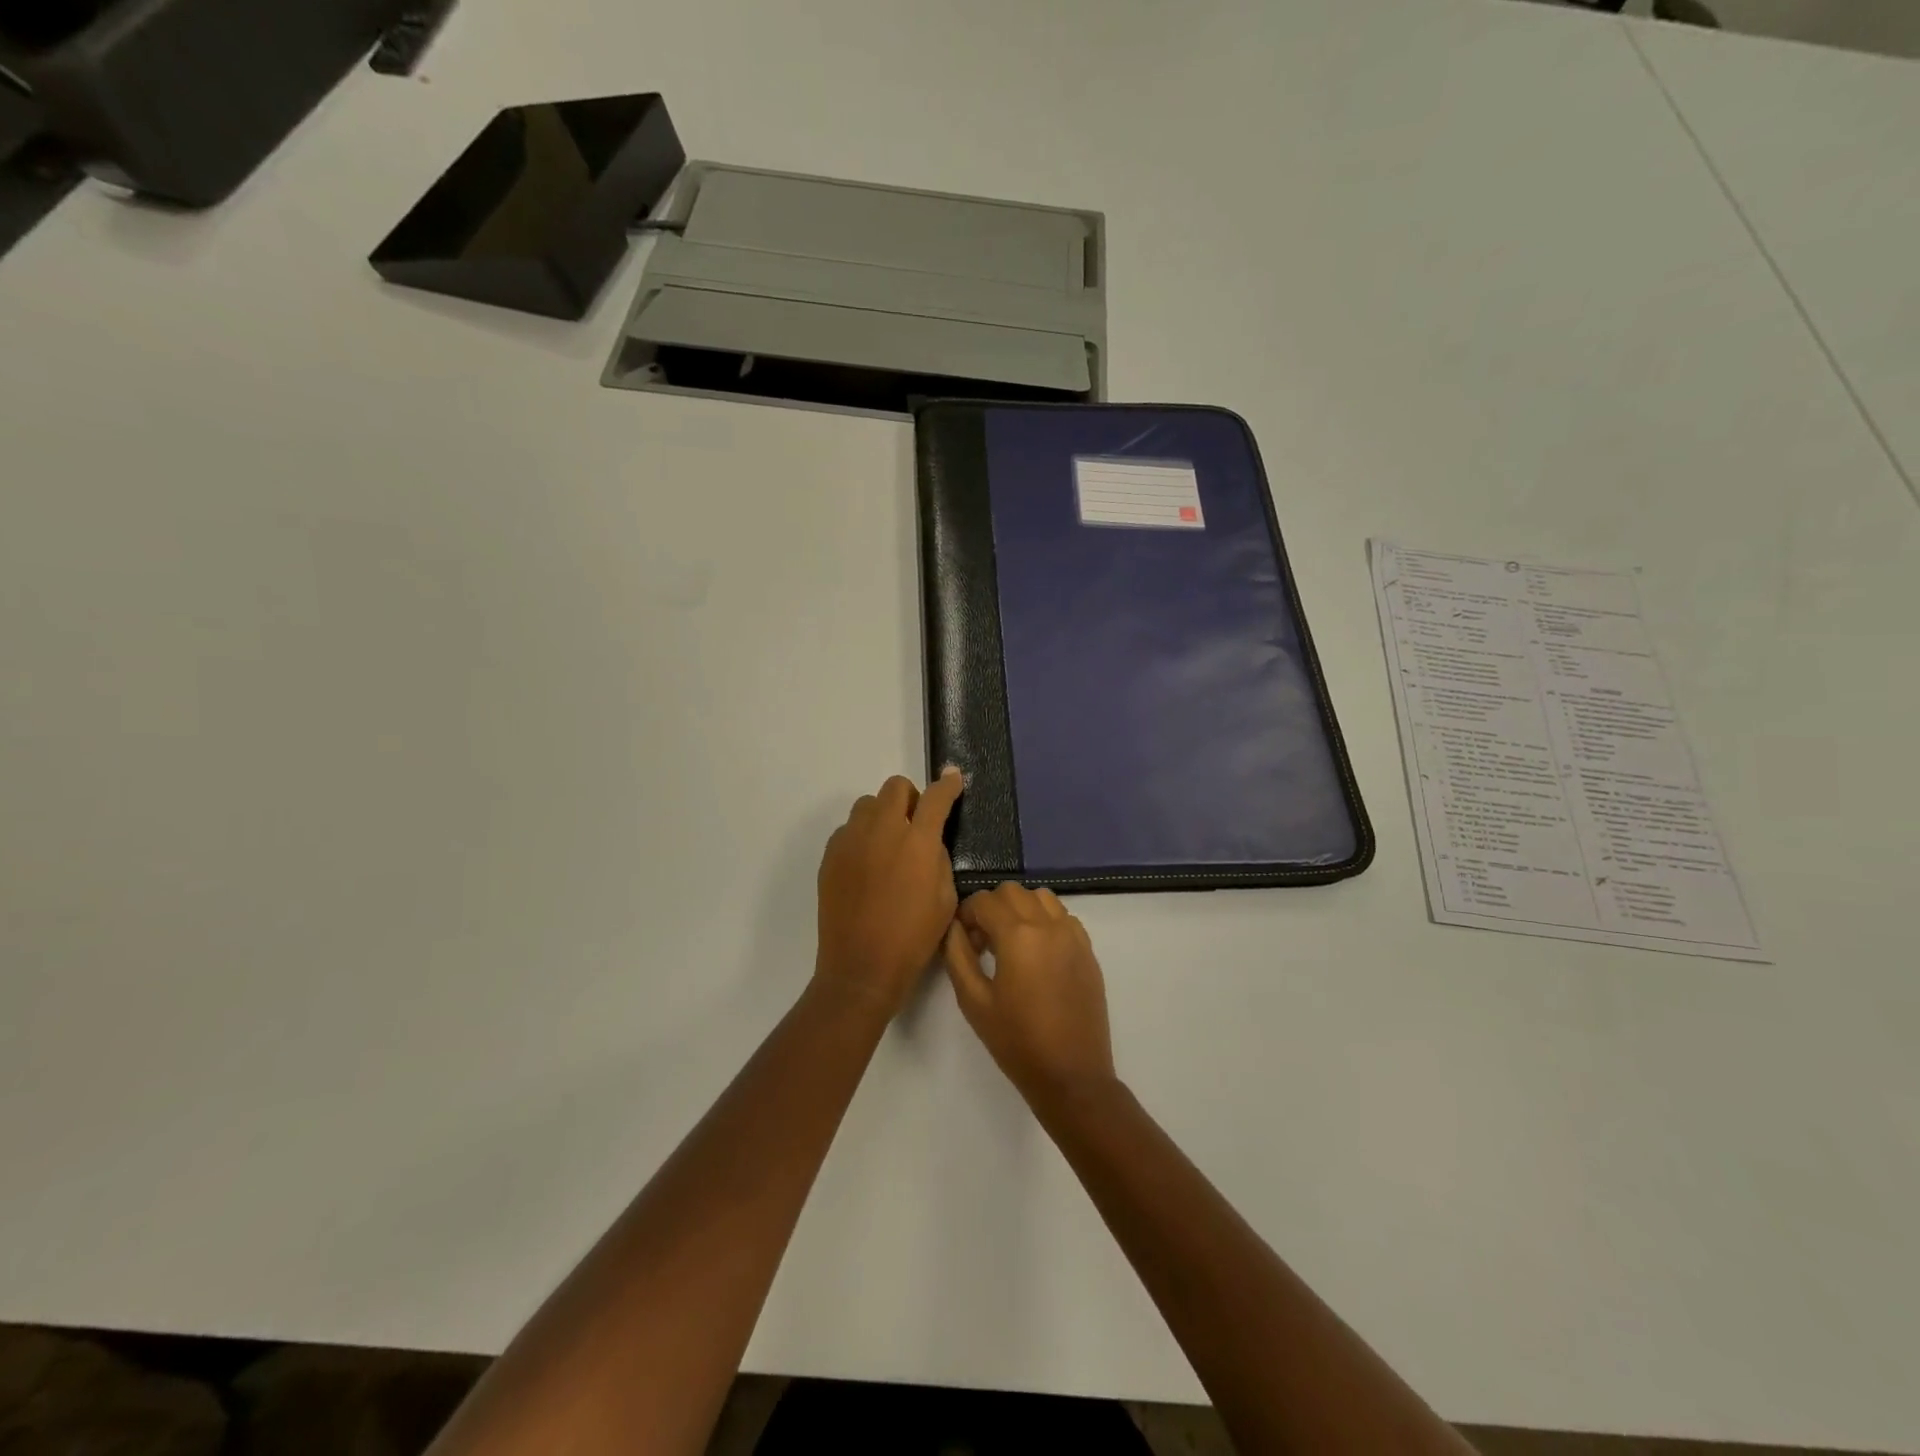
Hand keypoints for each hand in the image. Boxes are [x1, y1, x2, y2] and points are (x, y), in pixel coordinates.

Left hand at [814, 768, 964, 1018]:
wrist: (861, 967)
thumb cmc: (913, 938)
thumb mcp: (945, 899)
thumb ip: (938, 858)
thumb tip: (927, 840)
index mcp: (917, 843)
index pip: (936, 798)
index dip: (948, 785)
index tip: (953, 778)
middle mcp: (882, 831)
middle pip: (896, 787)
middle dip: (911, 798)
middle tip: (916, 824)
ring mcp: (851, 841)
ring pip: (868, 804)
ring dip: (883, 814)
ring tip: (888, 845)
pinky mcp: (830, 856)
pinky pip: (848, 829)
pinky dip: (862, 836)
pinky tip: (867, 865)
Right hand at [943, 883, 1115, 1106]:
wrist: (1071, 1075)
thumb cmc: (1016, 1041)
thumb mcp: (973, 1001)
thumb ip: (958, 955)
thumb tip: (955, 927)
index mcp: (1018, 935)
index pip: (984, 900)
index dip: (967, 914)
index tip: (964, 940)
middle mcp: (1048, 924)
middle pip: (1013, 891)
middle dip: (992, 907)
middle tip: (984, 941)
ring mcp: (1073, 935)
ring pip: (1041, 897)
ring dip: (1021, 908)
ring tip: (1012, 942)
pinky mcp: (1088, 950)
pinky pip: (1063, 916)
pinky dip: (1046, 921)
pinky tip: (1038, 953)